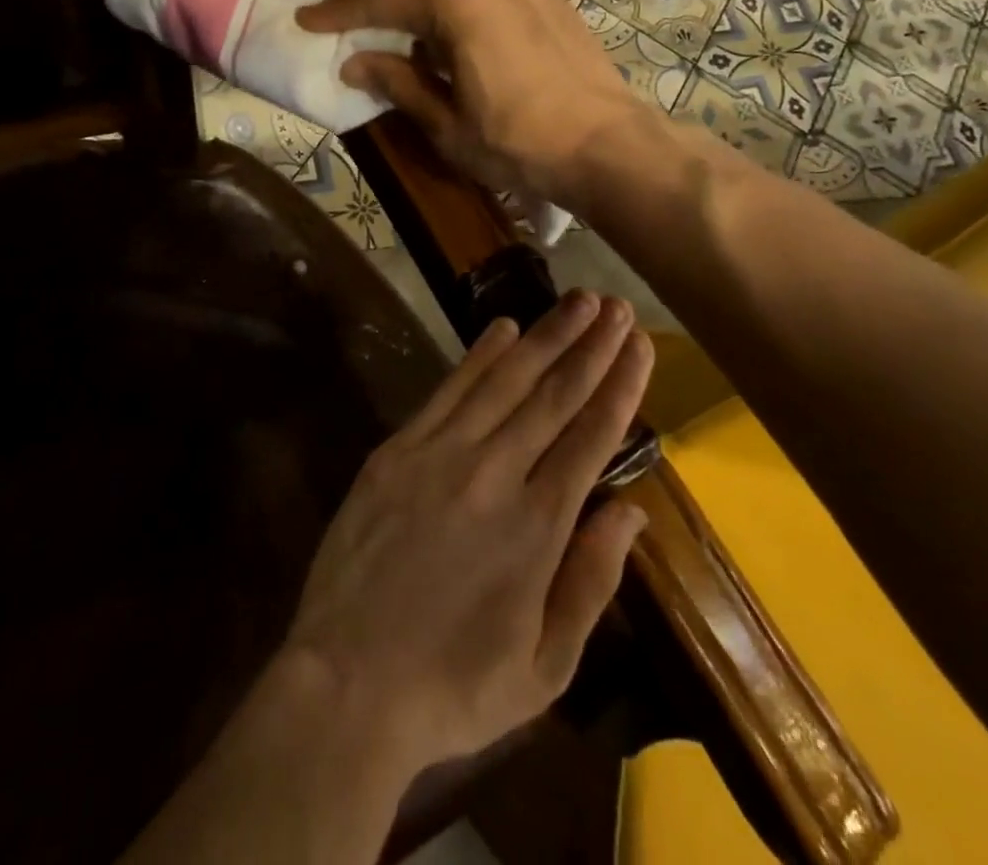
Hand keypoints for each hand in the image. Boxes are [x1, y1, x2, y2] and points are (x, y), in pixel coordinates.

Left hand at [280, 291, 651, 777]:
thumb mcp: (545, 666)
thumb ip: (591, 580)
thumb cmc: (453, 685)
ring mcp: (441, 453)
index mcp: (538, 527)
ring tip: (576, 301)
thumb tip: (631, 511)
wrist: (346, 681)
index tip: (640, 343)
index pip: (591, 436)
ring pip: (505, 380)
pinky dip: (479, 356)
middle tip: (616, 305)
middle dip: (590, 345)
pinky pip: (448, 391)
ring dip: (544, 336)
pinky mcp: (398, 449)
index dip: (620, 384)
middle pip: (554, 395)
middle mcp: (495, 474)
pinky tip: (503, 328)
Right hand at [297, 0, 649, 204]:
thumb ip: (399, 83)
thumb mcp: (447, 124)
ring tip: (406, 33)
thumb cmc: (519, 144)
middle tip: (353, 19)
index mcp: (456, 3)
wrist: (608, 144)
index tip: (307, 20)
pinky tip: (457, 36)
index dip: (338, 10)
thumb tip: (355, 62)